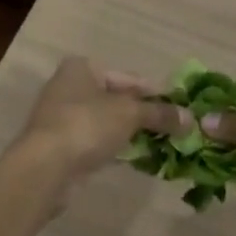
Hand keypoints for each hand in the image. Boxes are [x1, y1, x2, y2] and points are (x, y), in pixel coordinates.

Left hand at [18, 57, 181, 185]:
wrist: (45, 167)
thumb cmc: (87, 125)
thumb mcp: (129, 114)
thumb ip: (159, 114)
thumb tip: (191, 119)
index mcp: (83, 68)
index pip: (127, 78)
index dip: (154, 93)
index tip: (178, 108)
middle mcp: (70, 86)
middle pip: (116, 99)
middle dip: (143, 115)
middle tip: (172, 130)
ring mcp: (62, 117)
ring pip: (106, 122)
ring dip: (130, 133)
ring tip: (159, 146)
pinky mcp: (61, 146)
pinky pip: (95, 141)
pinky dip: (114, 148)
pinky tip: (134, 159)